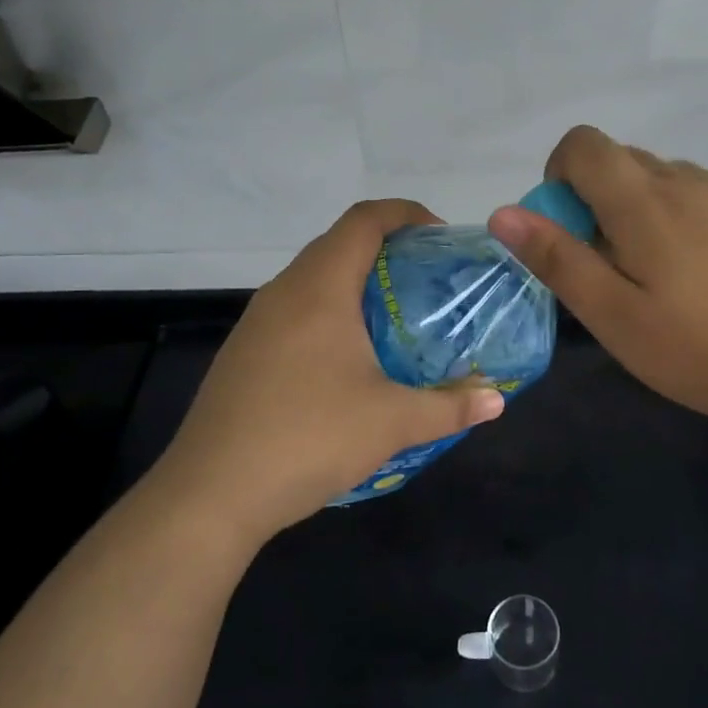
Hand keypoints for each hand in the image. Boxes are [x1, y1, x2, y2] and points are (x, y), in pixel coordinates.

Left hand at [147, 200, 504, 547]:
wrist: (211, 493)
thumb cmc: (308, 438)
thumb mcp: (391, 422)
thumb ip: (449, 406)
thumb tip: (497, 400)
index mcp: (320, 288)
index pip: (364, 220)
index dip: (405, 214)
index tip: (440, 237)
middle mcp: (284, 291)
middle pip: (338, 243)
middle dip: (386, 248)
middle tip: (427, 279)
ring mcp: (256, 321)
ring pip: (313, 277)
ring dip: (354, 281)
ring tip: (393, 316)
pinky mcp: (243, 352)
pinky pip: (294, 309)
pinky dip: (328, 311)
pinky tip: (347, 358)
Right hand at [487, 125, 707, 451]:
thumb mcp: (619, 320)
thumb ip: (560, 261)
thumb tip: (505, 212)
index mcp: (645, 202)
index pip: (584, 144)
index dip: (560, 174)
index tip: (570, 230)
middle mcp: (690, 181)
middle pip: (626, 161)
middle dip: (601, 200)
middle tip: (615, 271)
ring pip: (671, 181)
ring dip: (648, 213)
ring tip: (670, 283)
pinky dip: (693, 224)